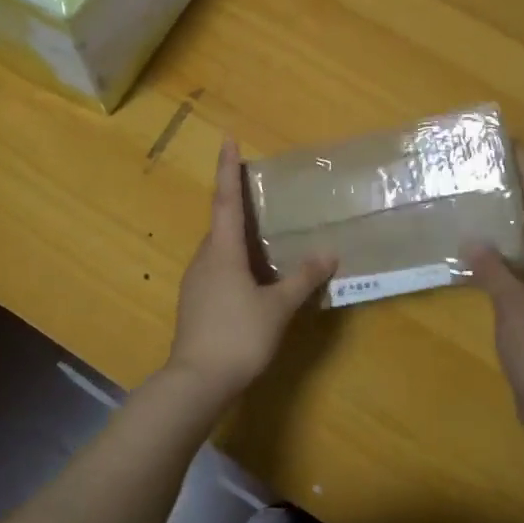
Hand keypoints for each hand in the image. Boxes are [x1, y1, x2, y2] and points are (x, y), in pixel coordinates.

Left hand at [165, 138, 333, 398]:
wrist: (196, 382)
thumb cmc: (238, 336)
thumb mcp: (278, 307)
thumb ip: (303, 278)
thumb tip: (329, 253)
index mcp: (222, 251)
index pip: (226, 200)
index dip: (228, 169)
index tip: (228, 139)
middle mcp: (204, 259)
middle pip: (221, 223)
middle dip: (237, 205)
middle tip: (259, 193)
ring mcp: (195, 282)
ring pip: (218, 249)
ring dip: (237, 238)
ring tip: (263, 237)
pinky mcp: (195, 303)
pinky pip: (217, 270)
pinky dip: (235, 263)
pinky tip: (252, 279)